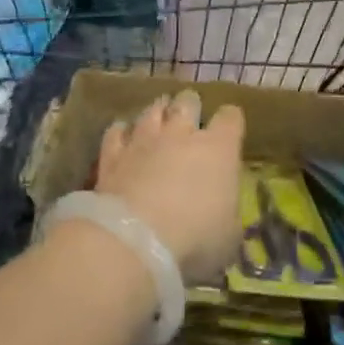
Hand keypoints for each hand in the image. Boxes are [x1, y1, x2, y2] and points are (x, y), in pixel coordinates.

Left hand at [95, 91, 244, 284]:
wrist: (135, 241)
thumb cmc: (196, 239)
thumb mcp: (229, 236)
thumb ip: (228, 214)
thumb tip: (225, 212)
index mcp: (219, 149)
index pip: (231, 118)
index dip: (231, 121)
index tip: (230, 130)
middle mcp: (181, 134)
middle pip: (188, 103)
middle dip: (190, 106)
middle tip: (190, 116)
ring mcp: (144, 141)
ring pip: (151, 111)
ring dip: (157, 113)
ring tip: (158, 118)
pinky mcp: (112, 155)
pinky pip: (116, 132)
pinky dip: (121, 132)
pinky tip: (122, 137)